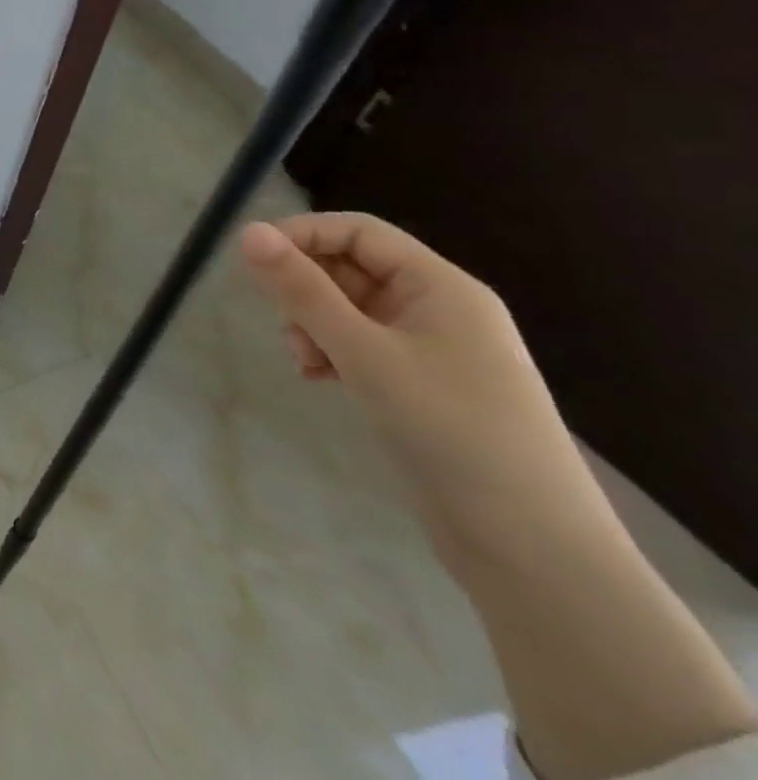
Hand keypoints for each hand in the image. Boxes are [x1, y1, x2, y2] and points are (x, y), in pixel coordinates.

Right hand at [238, 213, 604, 568]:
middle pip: (351, 269)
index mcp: (441, 287)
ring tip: (305, 362)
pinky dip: (331, 352)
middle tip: (284, 324)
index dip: (303, 235)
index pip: (358, 232)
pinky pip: (360, 345)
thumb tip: (248, 231)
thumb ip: (302, 290)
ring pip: (349, 309)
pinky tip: (319, 378)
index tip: (253, 259)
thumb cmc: (450, 431)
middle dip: (306, 290)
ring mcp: (432, 350)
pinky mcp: (422, 387)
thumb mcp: (364, 353)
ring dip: (314, 324)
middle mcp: (438, 309)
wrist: (532, 551)